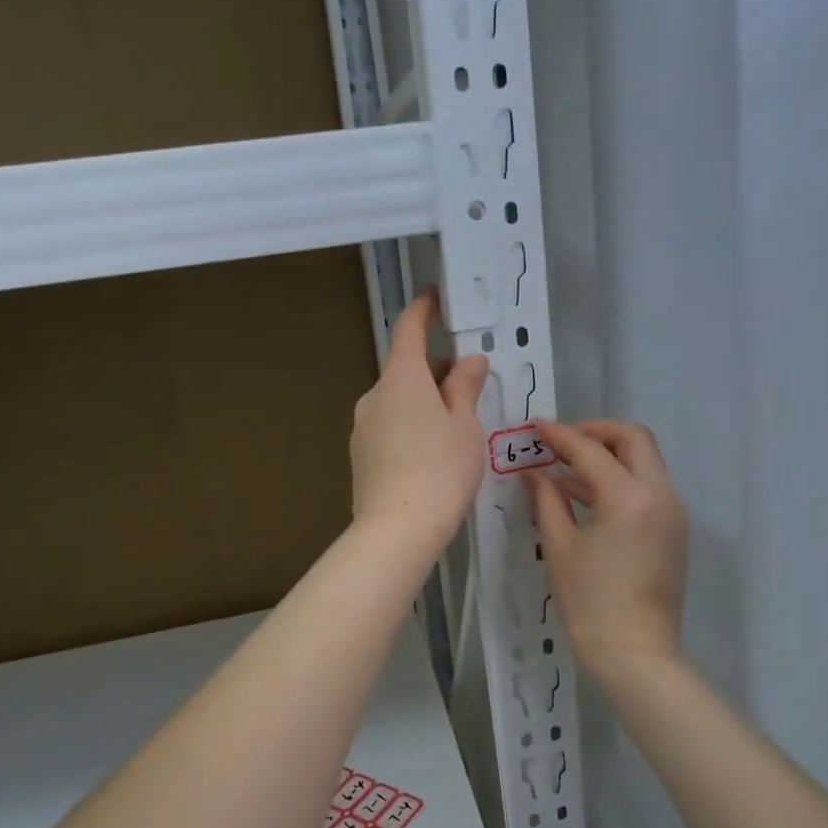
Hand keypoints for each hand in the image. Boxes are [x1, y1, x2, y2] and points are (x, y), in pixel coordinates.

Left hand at [350, 292, 489, 547]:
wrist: (397, 529)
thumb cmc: (442, 471)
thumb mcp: (465, 427)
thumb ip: (465, 388)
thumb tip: (469, 361)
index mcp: (402, 379)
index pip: (409, 330)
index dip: (422, 310)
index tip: (434, 298)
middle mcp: (375, 394)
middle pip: (405, 369)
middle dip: (434, 371)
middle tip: (467, 389)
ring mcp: (362, 425)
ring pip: (396, 400)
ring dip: (421, 401)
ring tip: (452, 431)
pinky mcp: (359, 454)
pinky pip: (387, 425)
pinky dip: (408, 426)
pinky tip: (428, 456)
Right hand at [527, 419, 690, 679]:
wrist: (637, 654)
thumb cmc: (591, 604)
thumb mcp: (561, 548)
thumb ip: (547, 500)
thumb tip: (534, 473)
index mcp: (629, 497)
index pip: (591, 449)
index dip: (560, 435)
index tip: (535, 427)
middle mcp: (660, 494)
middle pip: (633, 439)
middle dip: (596, 432)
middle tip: (562, 443)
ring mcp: (674, 511)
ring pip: (645, 461)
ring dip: (610, 456)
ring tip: (567, 473)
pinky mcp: (676, 529)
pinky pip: (650, 487)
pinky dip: (622, 480)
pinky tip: (589, 498)